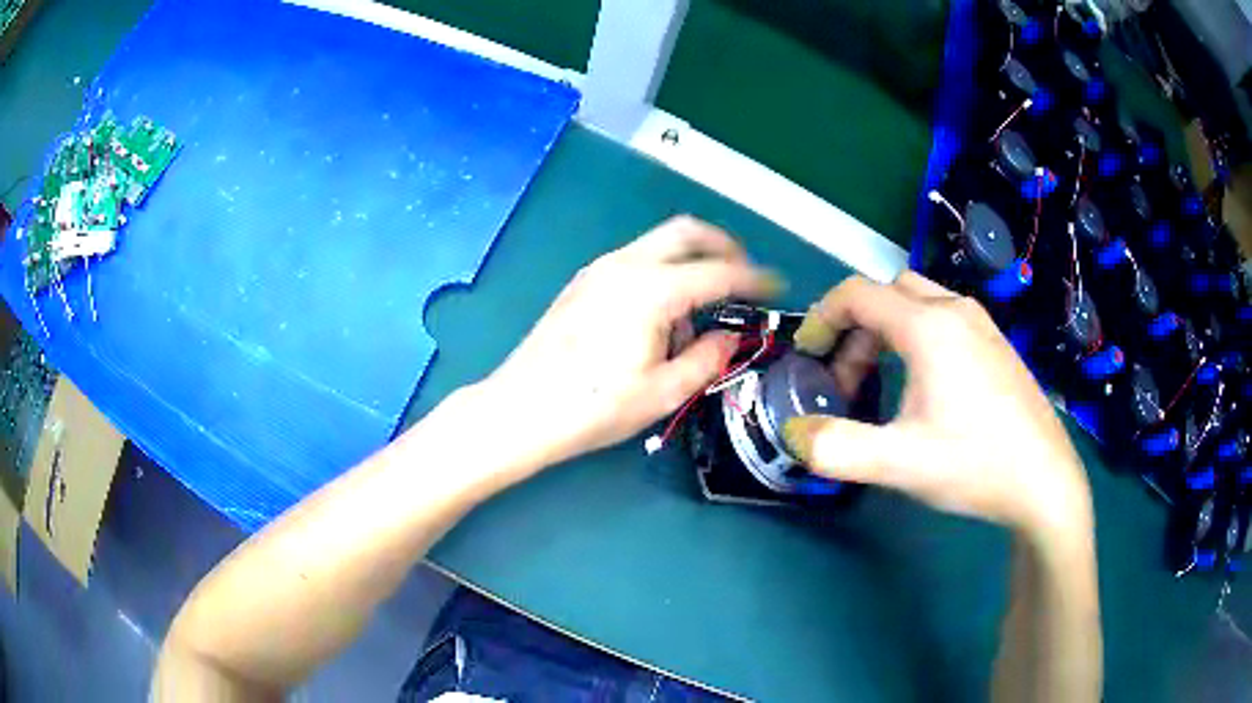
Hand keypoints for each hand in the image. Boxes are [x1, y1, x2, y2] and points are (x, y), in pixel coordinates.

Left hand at [474, 216, 778, 478]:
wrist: (521, 409)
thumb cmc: (594, 406)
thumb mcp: (663, 392)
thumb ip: (707, 358)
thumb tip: (727, 337)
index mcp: (652, 289)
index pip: (717, 272)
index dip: (753, 278)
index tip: (775, 286)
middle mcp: (625, 265)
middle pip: (685, 231)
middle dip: (722, 245)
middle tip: (743, 273)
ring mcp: (599, 269)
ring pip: (658, 243)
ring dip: (689, 261)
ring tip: (696, 315)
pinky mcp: (583, 282)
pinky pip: (635, 260)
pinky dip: (661, 272)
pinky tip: (659, 317)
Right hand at [783, 272, 1091, 538]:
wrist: (1044, 481)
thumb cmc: (974, 464)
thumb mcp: (898, 464)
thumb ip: (836, 448)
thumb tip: (794, 432)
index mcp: (928, 326)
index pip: (857, 294)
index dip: (822, 319)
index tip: (808, 356)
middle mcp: (955, 310)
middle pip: (887, 293)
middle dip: (856, 328)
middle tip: (849, 380)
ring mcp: (982, 324)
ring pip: (918, 302)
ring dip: (887, 330)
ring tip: (884, 380)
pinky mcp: (997, 344)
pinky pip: (944, 317)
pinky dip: (917, 335)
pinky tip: (926, 384)